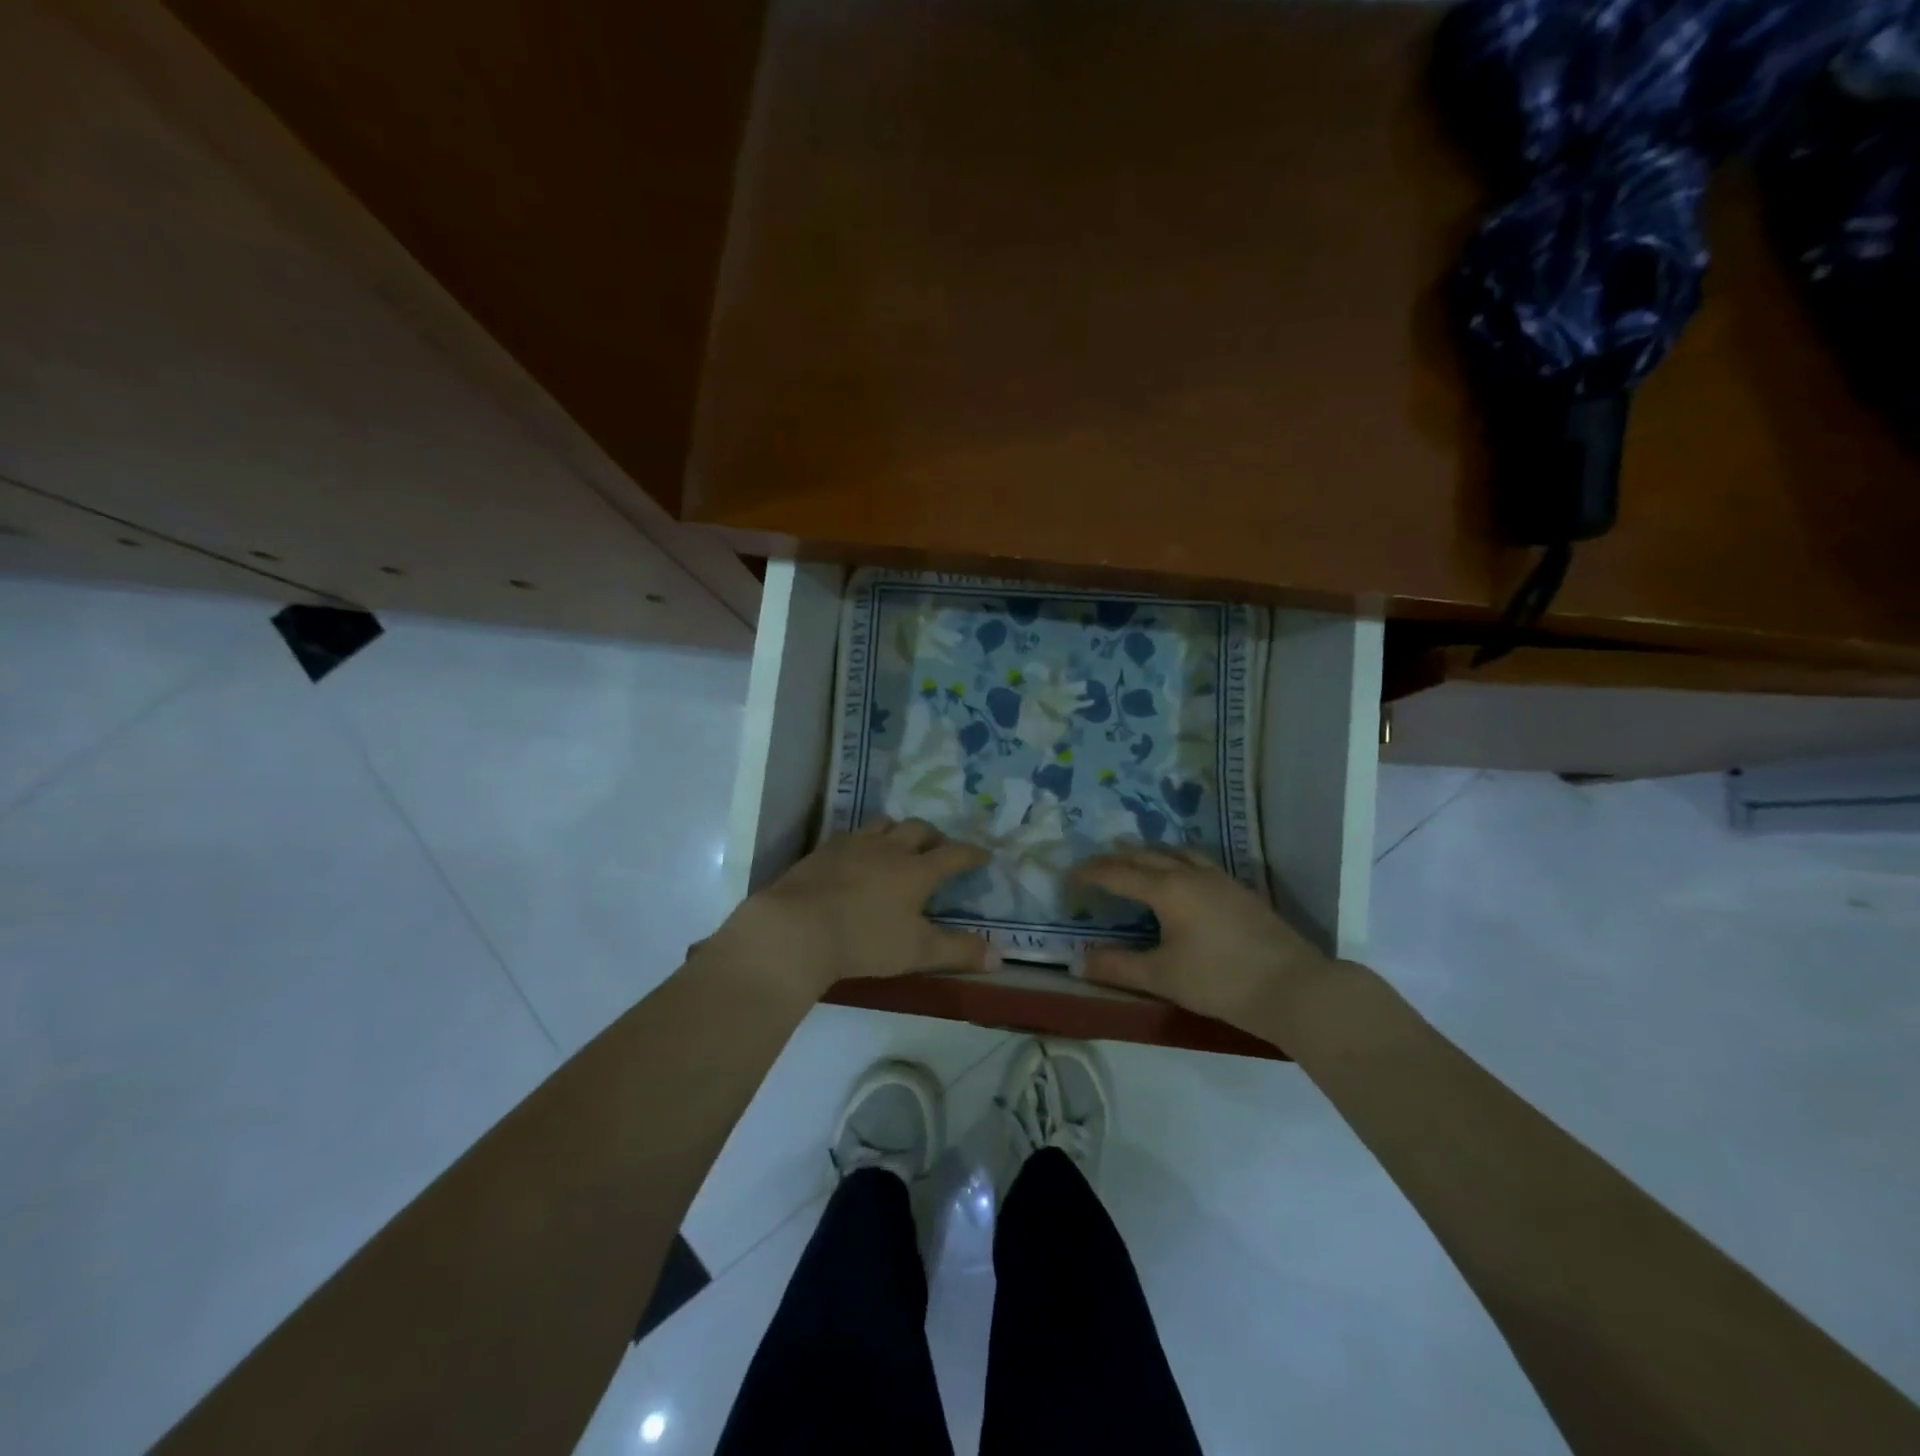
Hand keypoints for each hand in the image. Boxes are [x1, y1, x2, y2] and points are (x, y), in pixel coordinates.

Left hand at [705, 817, 992, 999]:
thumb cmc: (865, 940)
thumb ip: (958, 952)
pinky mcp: (824, 850)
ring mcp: (854, 844)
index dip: (972, 854)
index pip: (954, 854)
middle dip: (935, 837)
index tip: (983, 854)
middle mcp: (890, 848)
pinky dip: (865, 840)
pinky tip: (857, 855)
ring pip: (884, 824)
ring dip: (898, 831)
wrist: (797, 927)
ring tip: (899, 844)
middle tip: (940, 848)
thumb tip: (1000, 957)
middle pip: (919, 829)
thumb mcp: (918, 951)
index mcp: (917, 870)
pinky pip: (852, 834)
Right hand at [1072, 846, 1329, 1030]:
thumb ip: (1118, 967)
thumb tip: (1079, 960)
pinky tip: (1180, 879)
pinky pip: (1196, 862)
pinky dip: (1175, 861)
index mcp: (1167, 889)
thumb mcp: (1162, 977)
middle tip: (1094, 867)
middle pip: (1145, 855)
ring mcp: (1219, 879)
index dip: (1091, 874)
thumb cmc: (1221, 981)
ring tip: (1134, 861)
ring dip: (1148, 854)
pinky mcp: (1239, 891)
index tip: (1069, 877)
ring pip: (1175, 853)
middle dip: (1115, 859)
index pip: (1118, 873)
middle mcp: (1191, 874)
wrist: (1294, 987)